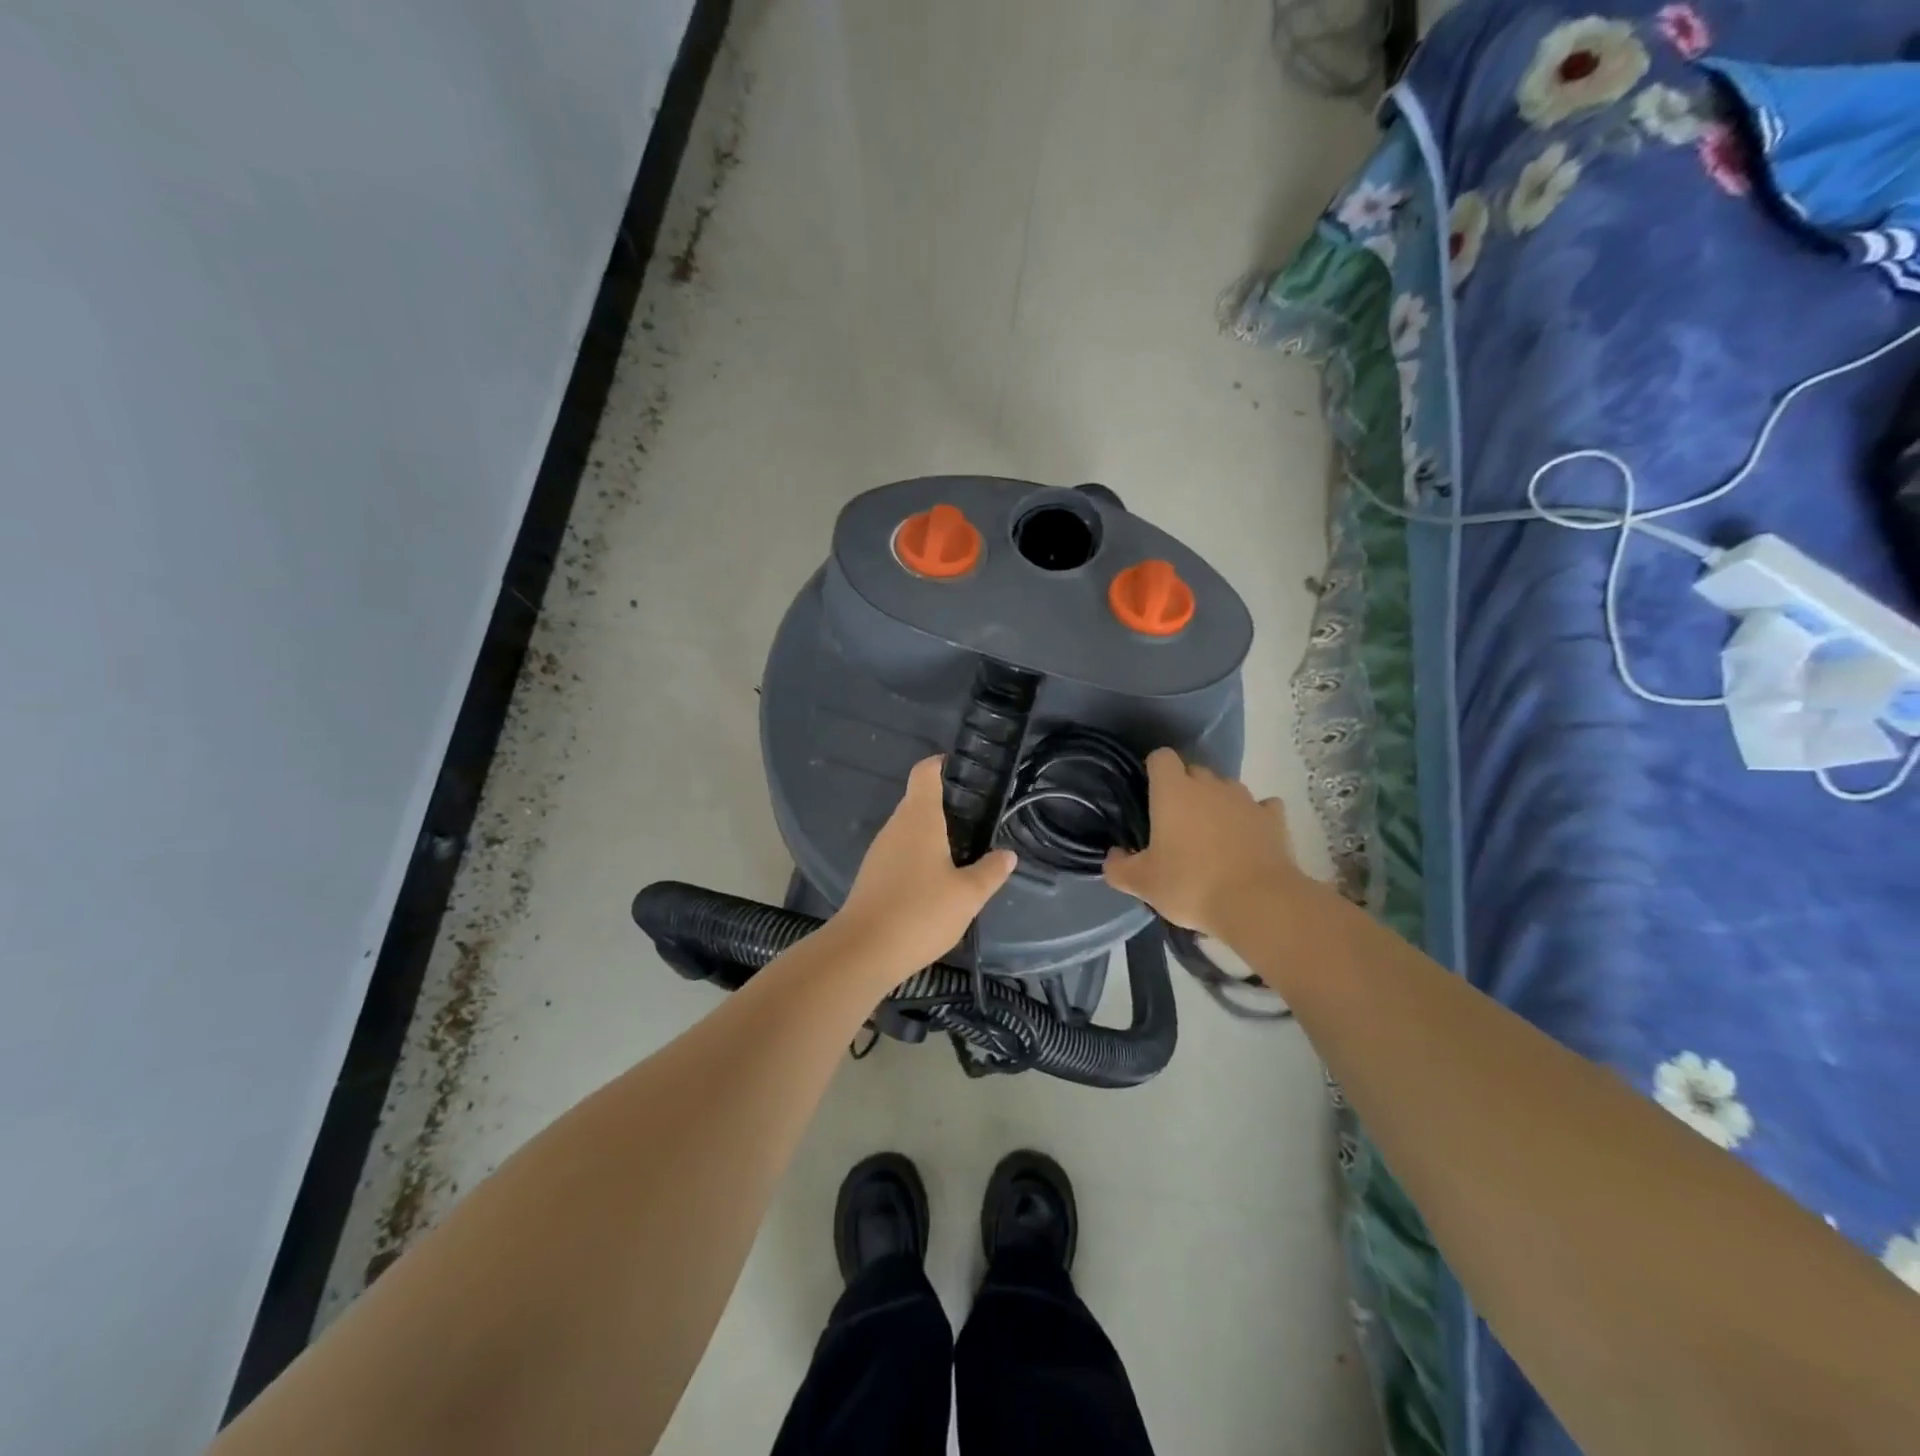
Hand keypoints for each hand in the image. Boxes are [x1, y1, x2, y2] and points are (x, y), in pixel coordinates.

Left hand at [833, 756, 1017, 981]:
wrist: (863, 950)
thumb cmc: (920, 912)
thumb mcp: (968, 895)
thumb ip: (990, 872)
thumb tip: (1007, 855)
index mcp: (919, 818)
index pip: (925, 772)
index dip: (942, 765)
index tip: (964, 771)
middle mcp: (895, 826)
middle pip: (918, 800)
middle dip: (945, 804)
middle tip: (977, 819)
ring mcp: (879, 850)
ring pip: (908, 829)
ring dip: (932, 834)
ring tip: (962, 851)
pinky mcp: (872, 874)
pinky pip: (900, 852)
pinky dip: (918, 856)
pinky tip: (936, 880)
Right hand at [1103, 748, 1307, 940]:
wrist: (1258, 904)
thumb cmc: (1191, 885)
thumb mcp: (1143, 883)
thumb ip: (1119, 867)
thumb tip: (1113, 855)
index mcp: (1173, 792)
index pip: (1161, 757)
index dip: (1155, 770)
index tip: (1151, 794)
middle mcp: (1210, 785)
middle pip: (1194, 771)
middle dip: (1185, 789)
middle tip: (1177, 824)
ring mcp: (1246, 799)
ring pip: (1226, 788)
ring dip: (1218, 803)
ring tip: (1213, 835)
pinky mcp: (1274, 819)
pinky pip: (1262, 807)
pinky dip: (1254, 817)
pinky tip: (1249, 837)